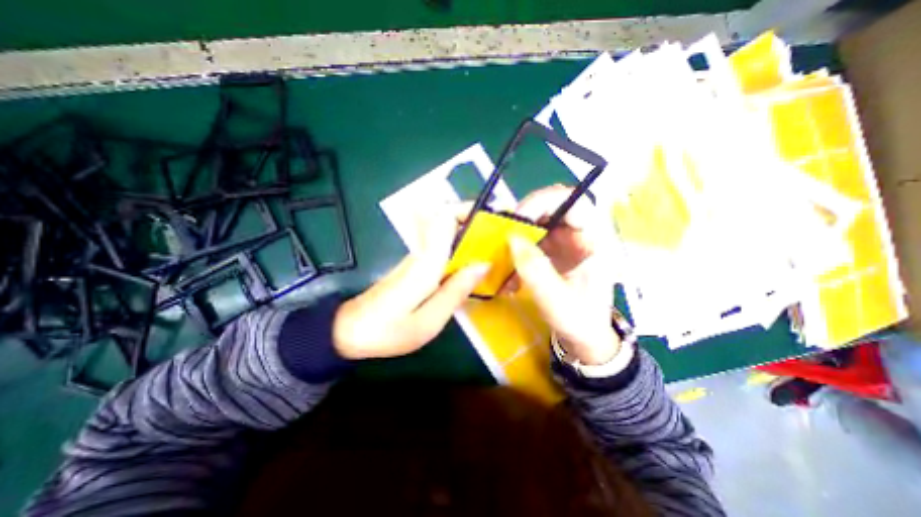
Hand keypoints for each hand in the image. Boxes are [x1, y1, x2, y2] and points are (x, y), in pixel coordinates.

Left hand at [333, 203, 488, 358]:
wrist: (351, 331)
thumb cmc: (388, 331)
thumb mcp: (429, 321)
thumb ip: (456, 291)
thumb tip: (483, 265)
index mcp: (426, 262)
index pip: (445, 218)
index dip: (469, 210)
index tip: (493, 216)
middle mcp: (422, 252)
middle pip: (450, 222)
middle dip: (477, 223)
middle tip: (503, 239)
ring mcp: (418, 258)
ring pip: (448, 235)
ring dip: (472, 238)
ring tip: (496, 252)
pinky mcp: (416, 266)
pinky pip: (444, 250)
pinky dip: (462, 252)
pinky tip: (475, 268)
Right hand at [508, 183, 622, 363]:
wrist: (584, 337)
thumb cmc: (580, 321)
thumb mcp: (557, 300)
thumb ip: (536, 270)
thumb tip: (511, 239)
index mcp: (595, 240)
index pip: (572, 202)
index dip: (542, 203)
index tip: (517, 221)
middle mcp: (580, 233)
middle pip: (549, 207)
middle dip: (522, 220)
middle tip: (502, 238)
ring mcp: (565, 241)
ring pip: (536, 223)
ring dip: (516, 238)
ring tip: (503, 260)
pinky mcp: (552, 251)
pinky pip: (529, 240)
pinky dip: (515, 252)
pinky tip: (510, 274)